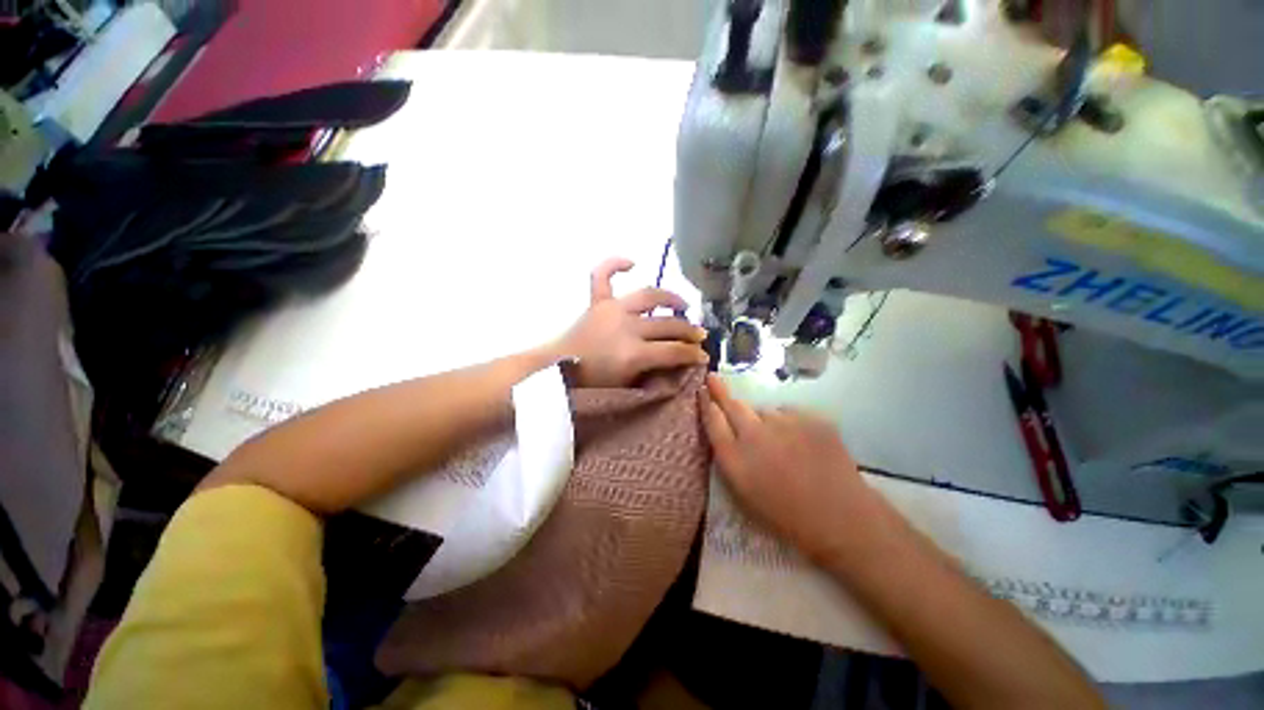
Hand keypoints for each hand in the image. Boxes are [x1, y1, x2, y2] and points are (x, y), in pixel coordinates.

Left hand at [552, 258, 708, 387]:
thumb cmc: (591, 387)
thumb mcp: (628, 387)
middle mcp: (625, 327)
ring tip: (683, 305)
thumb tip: (678, 362)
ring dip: (671, 299)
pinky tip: (633, 262)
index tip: (703, 357)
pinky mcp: (596, 302)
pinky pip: (602, 275)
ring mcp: (611, 310)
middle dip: (688, 331)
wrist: (556, 374)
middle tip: (699, 336)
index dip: (693, 355)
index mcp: (633, 354)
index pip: (674, 351)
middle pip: (667, 324)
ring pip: (650, 296)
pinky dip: (615, 264)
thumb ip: (654, 373)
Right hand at [701, 374, 878, 562]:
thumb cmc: (786, 514)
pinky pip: (790, 413)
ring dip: (765, 420)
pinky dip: (790, 422)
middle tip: (712, 378)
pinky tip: (802, 441)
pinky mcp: (811, 417)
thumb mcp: (744, 492)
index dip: (705, 404)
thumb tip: (724, 429)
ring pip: (765, 411)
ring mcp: (784, 423)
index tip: (701, 390)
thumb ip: (729, 456)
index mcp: (735, 459)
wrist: (841, 519)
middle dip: (720, 391)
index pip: (712, 421)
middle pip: (733, 405)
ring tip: (781, 442)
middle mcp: (754, 435)